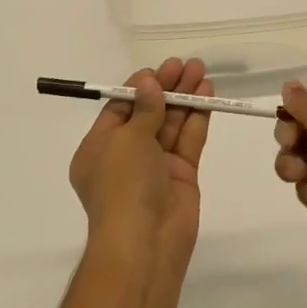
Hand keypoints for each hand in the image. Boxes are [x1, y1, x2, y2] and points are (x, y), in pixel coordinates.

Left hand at [70, 58, 213, 270]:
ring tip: (201, 71)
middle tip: (186, 64)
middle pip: (148, 113)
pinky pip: (188, 141)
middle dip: (166, 88)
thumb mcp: (127, 140)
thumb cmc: (123, 185)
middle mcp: (126, 155)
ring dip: (185, 98)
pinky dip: (197, 118)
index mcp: (99, 148)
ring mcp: (155, 166)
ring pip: (171, 124)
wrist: (145, 242)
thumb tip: (148, 83)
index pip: (120, 109)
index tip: (159, 69)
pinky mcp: (181, 175)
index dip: (140, 88)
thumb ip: (144, 109)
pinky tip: (207, 95)